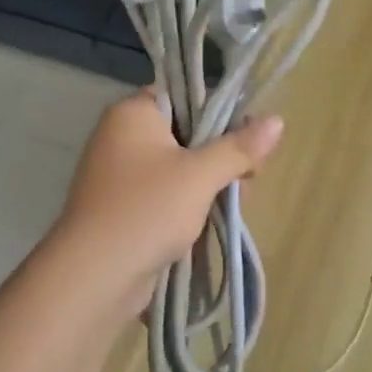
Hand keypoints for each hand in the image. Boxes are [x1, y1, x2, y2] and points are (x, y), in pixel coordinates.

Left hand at [54, 91, 283, 316]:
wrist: (94, 276)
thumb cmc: (147, 210)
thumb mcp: (201, 175)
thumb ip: (239, 148)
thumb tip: (277, 121)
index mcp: (132, 114)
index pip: (184, 96)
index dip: (219, 114)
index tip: (247, 140)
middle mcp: (121, 137)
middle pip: (186, 133)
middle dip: (219, 157)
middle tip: (245, 181)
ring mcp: (119, 175)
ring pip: (179, 168)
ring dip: (207, 186)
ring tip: (232, 206)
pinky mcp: (123, 208)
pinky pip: (165, 195)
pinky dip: (188, 206)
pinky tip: (208, 222)